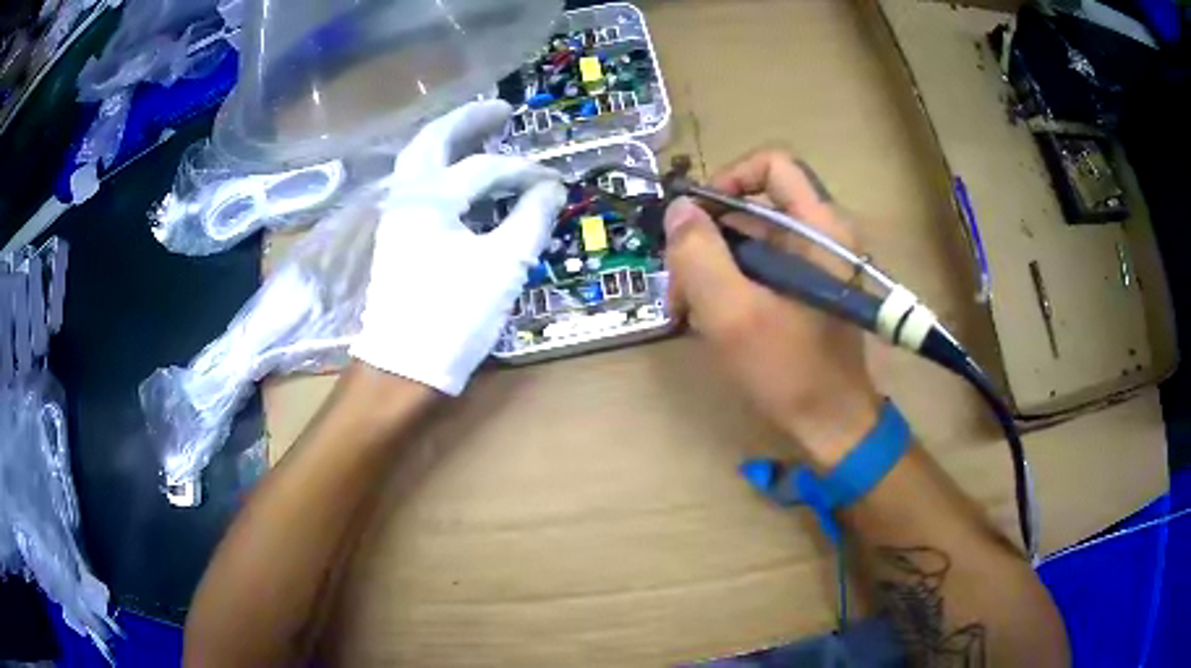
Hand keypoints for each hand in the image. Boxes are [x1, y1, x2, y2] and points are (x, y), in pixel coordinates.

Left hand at [350, 101, 566, 394]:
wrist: (403, 369)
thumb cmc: (453, 316)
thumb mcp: (503, 265)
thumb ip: (531, 218)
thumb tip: (550, 188)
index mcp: (429, 197)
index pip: (485, 168)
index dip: (525, 171)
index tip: (555, 183)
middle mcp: (406, 197)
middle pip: (432, 141)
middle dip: (467, 121)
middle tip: (501, 109)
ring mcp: (396, 218)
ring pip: (419, 163)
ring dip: (449, 142)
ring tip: (481, 134)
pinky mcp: (397, 240)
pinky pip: (419, 188)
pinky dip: (442, 171)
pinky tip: (462, 180)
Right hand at [663, 149, 881, 467]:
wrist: (831, 424)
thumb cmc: (789, 370)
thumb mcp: (732, 314)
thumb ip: (698, 255)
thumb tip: (678, 210)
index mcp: (819, 227)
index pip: (773, 164)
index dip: (729, 178)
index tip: (696, 218)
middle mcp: (820, 235)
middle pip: (754, 206)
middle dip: (708, 237)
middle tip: (678, 279)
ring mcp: (813, 264)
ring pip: (751, 240)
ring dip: (712, 267)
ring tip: (685, 308)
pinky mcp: (804, 289)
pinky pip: (759, 268)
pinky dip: (729, 284)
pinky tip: (707, 318)